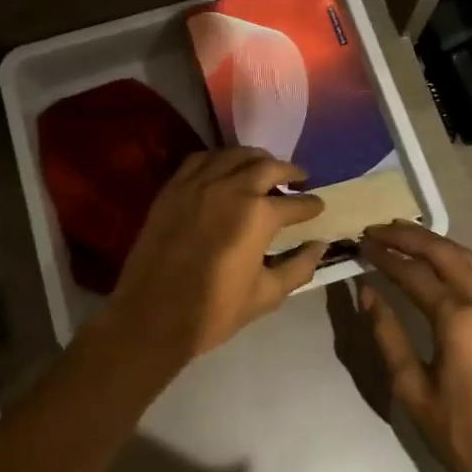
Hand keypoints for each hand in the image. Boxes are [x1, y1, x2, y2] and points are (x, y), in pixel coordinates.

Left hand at [96, 147, 328, 364]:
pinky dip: (219, 159)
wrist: (152, 316)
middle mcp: (230, 188)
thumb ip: (298, 267)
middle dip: (289, 171)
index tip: (319, 206)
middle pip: (267, 167)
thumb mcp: (267, 295)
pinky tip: (225, 168)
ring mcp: (198, 184)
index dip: (311, 204)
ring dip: (256, 158)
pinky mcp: (173, 188)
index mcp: (258, 215)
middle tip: (299, 178)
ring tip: (265, 167)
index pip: (295, 203)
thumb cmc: (214, 311)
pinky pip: (200, 159)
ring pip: (234, 154)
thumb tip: (319, 246)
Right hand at [358, 221, 471, 471]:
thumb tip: (367, 292)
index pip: (414, 273)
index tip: (361, 242)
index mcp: (459, 320)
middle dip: (409, 236)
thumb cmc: (463, 435)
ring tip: (403, 235)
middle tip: (378, 228)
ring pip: (468, 258)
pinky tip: (437, 261)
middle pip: (445, 252)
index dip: (385, 256)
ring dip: (434, 242)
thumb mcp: (413, 390)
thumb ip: (388, 335)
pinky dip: (455, 258)